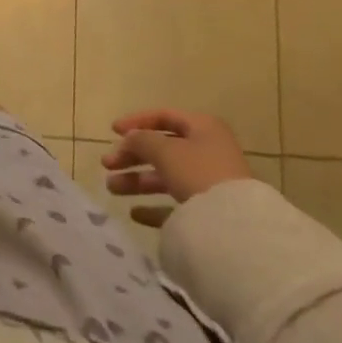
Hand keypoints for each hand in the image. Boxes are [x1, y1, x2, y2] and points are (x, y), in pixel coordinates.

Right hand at [100, 108, 250, 227]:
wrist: (234, 225)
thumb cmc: (198, 172)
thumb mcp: (164, 150)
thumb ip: (141, 140)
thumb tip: (129, 139)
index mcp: (202, 129)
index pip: (164, 117)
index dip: (136, 122)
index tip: (112, 131)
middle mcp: (208, 152)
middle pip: (162, 150)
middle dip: (131, 156)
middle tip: (107, 164)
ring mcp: (209, 184)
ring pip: (166, 177)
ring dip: (137, 181)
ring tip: (112, 187)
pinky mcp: (209, 212)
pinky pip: (176, 205)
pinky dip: (154, 207)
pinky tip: (135, 213)